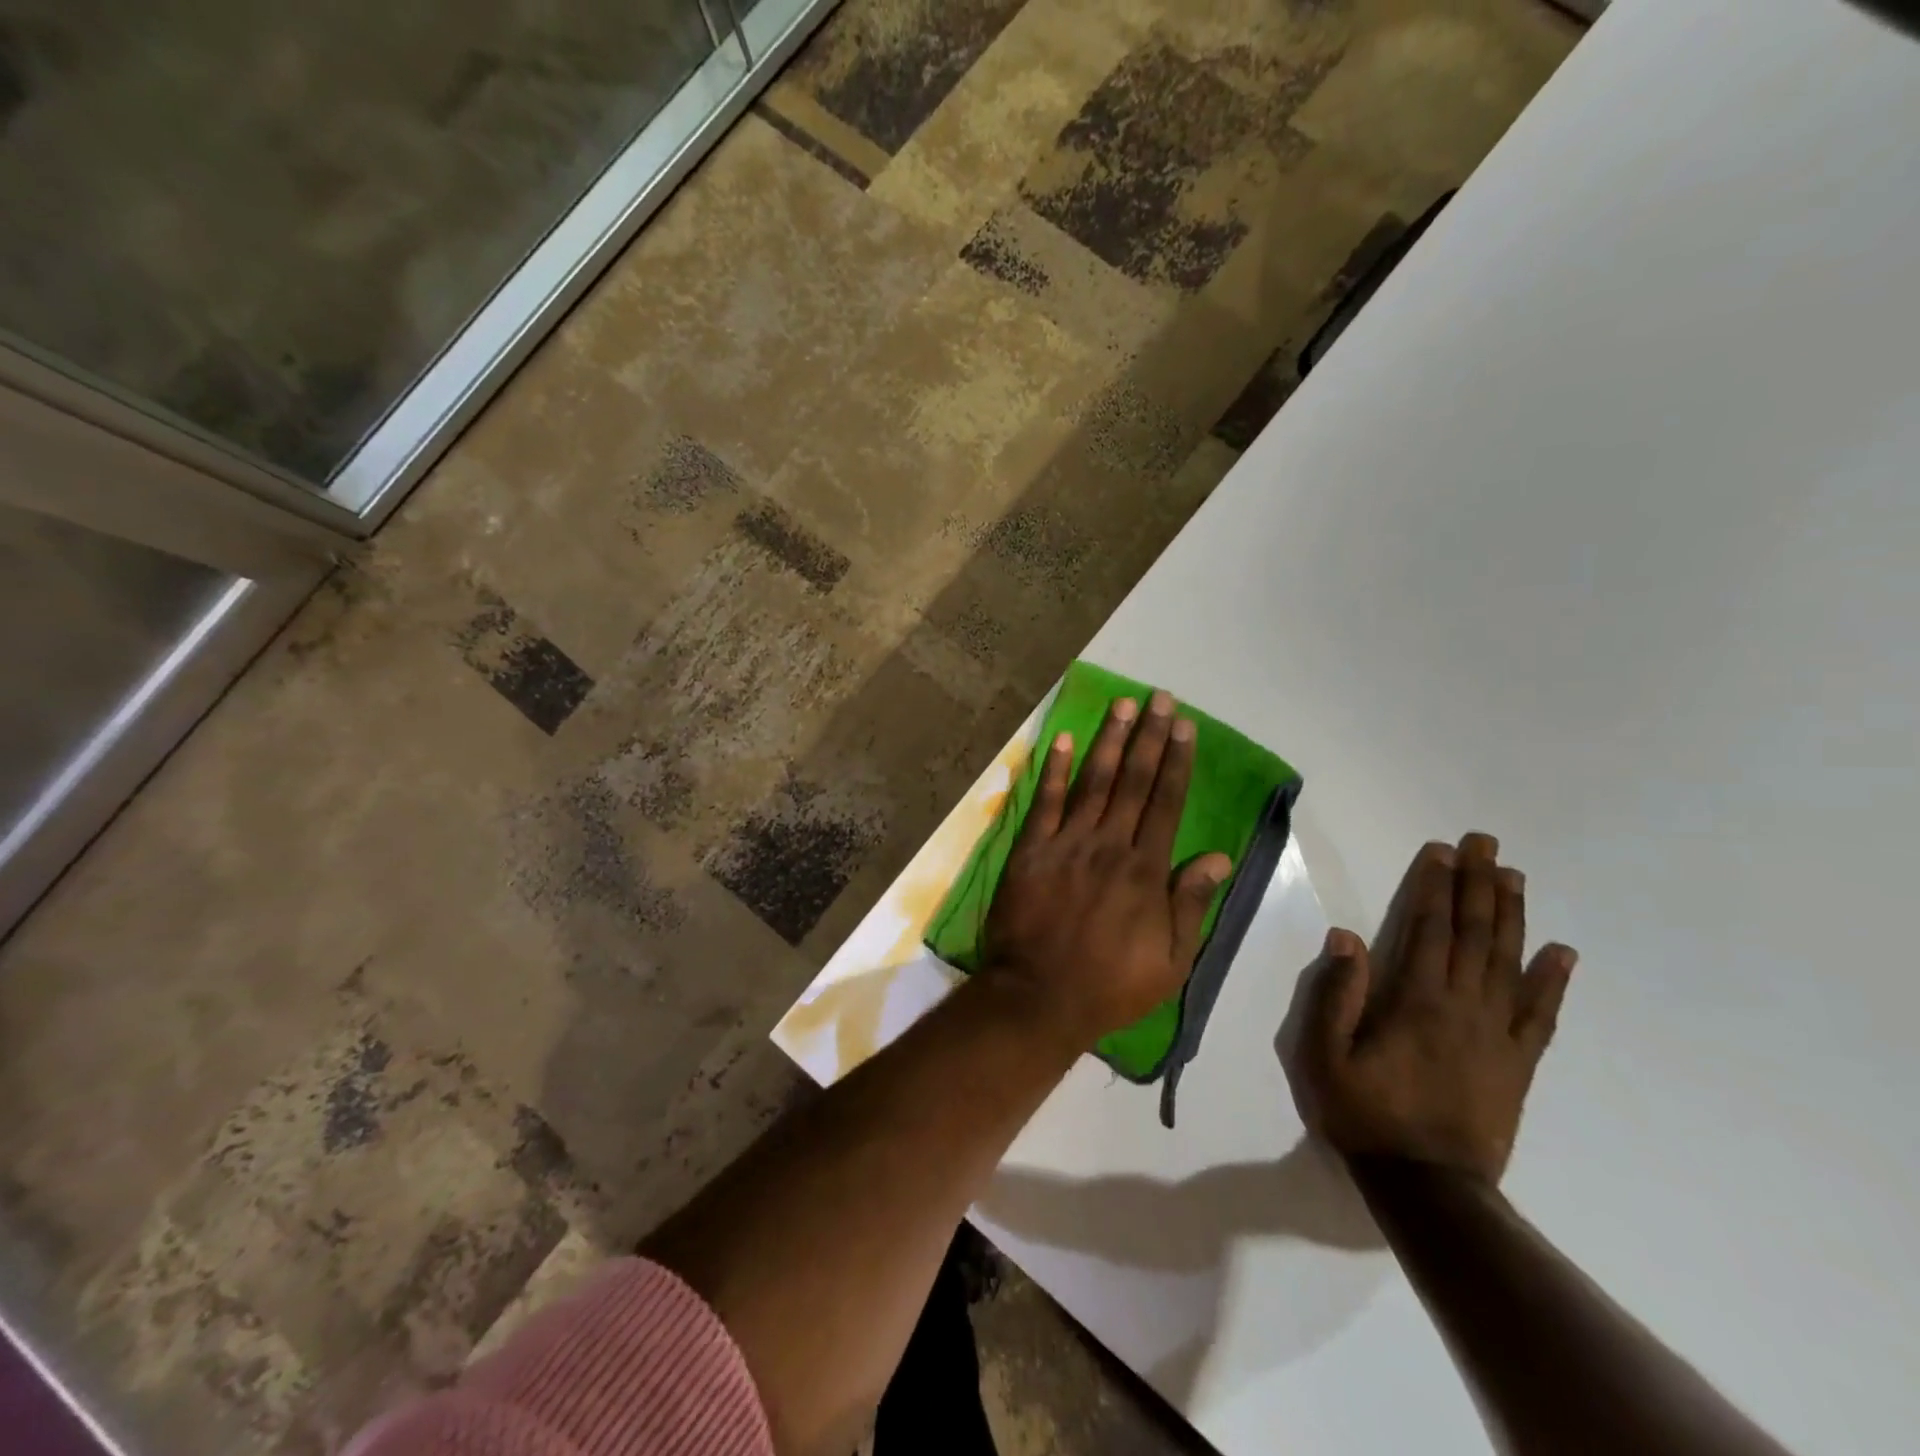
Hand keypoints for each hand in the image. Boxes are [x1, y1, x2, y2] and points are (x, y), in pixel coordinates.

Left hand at [984, 690, 1232, 1047]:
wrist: (1039, 997)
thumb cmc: (1111, 985)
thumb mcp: (1171, 960)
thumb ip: (1192, 904)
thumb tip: (1219, 857)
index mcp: (1145, 870)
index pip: (1165, 803)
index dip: (1176, 762)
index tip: (1184, 727)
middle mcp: (1109, 845)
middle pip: (1133, 781)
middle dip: (1148, 737)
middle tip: (1158, 698)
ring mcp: (1066, 844)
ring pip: (1093, 782)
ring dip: (1108, 741)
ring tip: (1121, 705)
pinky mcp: (1030, 851)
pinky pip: (1044, 803)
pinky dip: (1054, 770)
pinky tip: (1062, 739)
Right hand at [1292, 835, 1575, 1182]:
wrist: (1428, 1188)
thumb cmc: (1365, 1114)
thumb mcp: (1324, 1055)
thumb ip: (1336, 994)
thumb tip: (1347, 936)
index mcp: (1416, 1001)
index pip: (1427, 929)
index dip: (1434, 887)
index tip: (1442, 851)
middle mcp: (1463, 1007)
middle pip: (1473, 935)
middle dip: (1478, 885)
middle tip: (1486, 844)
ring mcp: (1497, 1035)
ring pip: (1509, 963)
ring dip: (1511, 916)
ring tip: (1515, 877)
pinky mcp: (1517, 1063)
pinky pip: (1541, 1015)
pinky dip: (1553, 981)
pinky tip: (1563, 953)